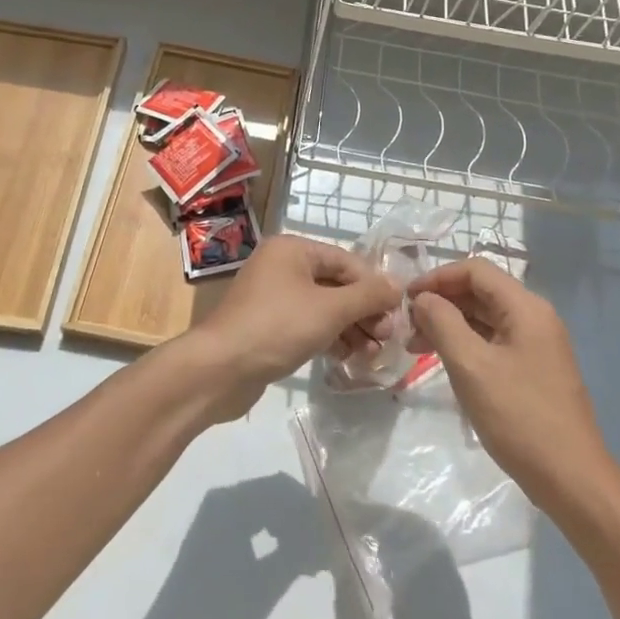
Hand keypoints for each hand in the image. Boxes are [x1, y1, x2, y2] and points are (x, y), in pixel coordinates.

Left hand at [178, 234, 398, 421]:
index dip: (374, 286)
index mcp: (292, 249)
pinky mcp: (269, 326)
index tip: (397, 313)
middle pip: (336, 284)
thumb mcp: (330, 310)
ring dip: (351, 328)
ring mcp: (273, 297)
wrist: (221, 369)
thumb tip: (398, 286)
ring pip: (324, 307)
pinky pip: (309, 324)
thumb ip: (367, 296)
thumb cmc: (278, 326)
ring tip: (374, 353)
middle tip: (387, 338)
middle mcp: (282, 266)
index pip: (346, 261)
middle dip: (363, 311)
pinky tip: (349, 357)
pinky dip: (330, 337)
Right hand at [406, 259, 608, 510]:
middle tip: (406, 326)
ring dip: (449, 325)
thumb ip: (443, 322)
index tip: (406, 299)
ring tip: (416, 346)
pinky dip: (466, 344)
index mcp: (526, 308)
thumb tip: (423, 298)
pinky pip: (493, 342)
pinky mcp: (533, 370)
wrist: (572, 480)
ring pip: (485, 318)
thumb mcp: (471, 366)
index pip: (475, 270)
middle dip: (441, 302)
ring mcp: (537, 345)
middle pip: (480, 292)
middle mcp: (535, 317)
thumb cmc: (519, 417)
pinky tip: (444, 363)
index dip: (437, 278)